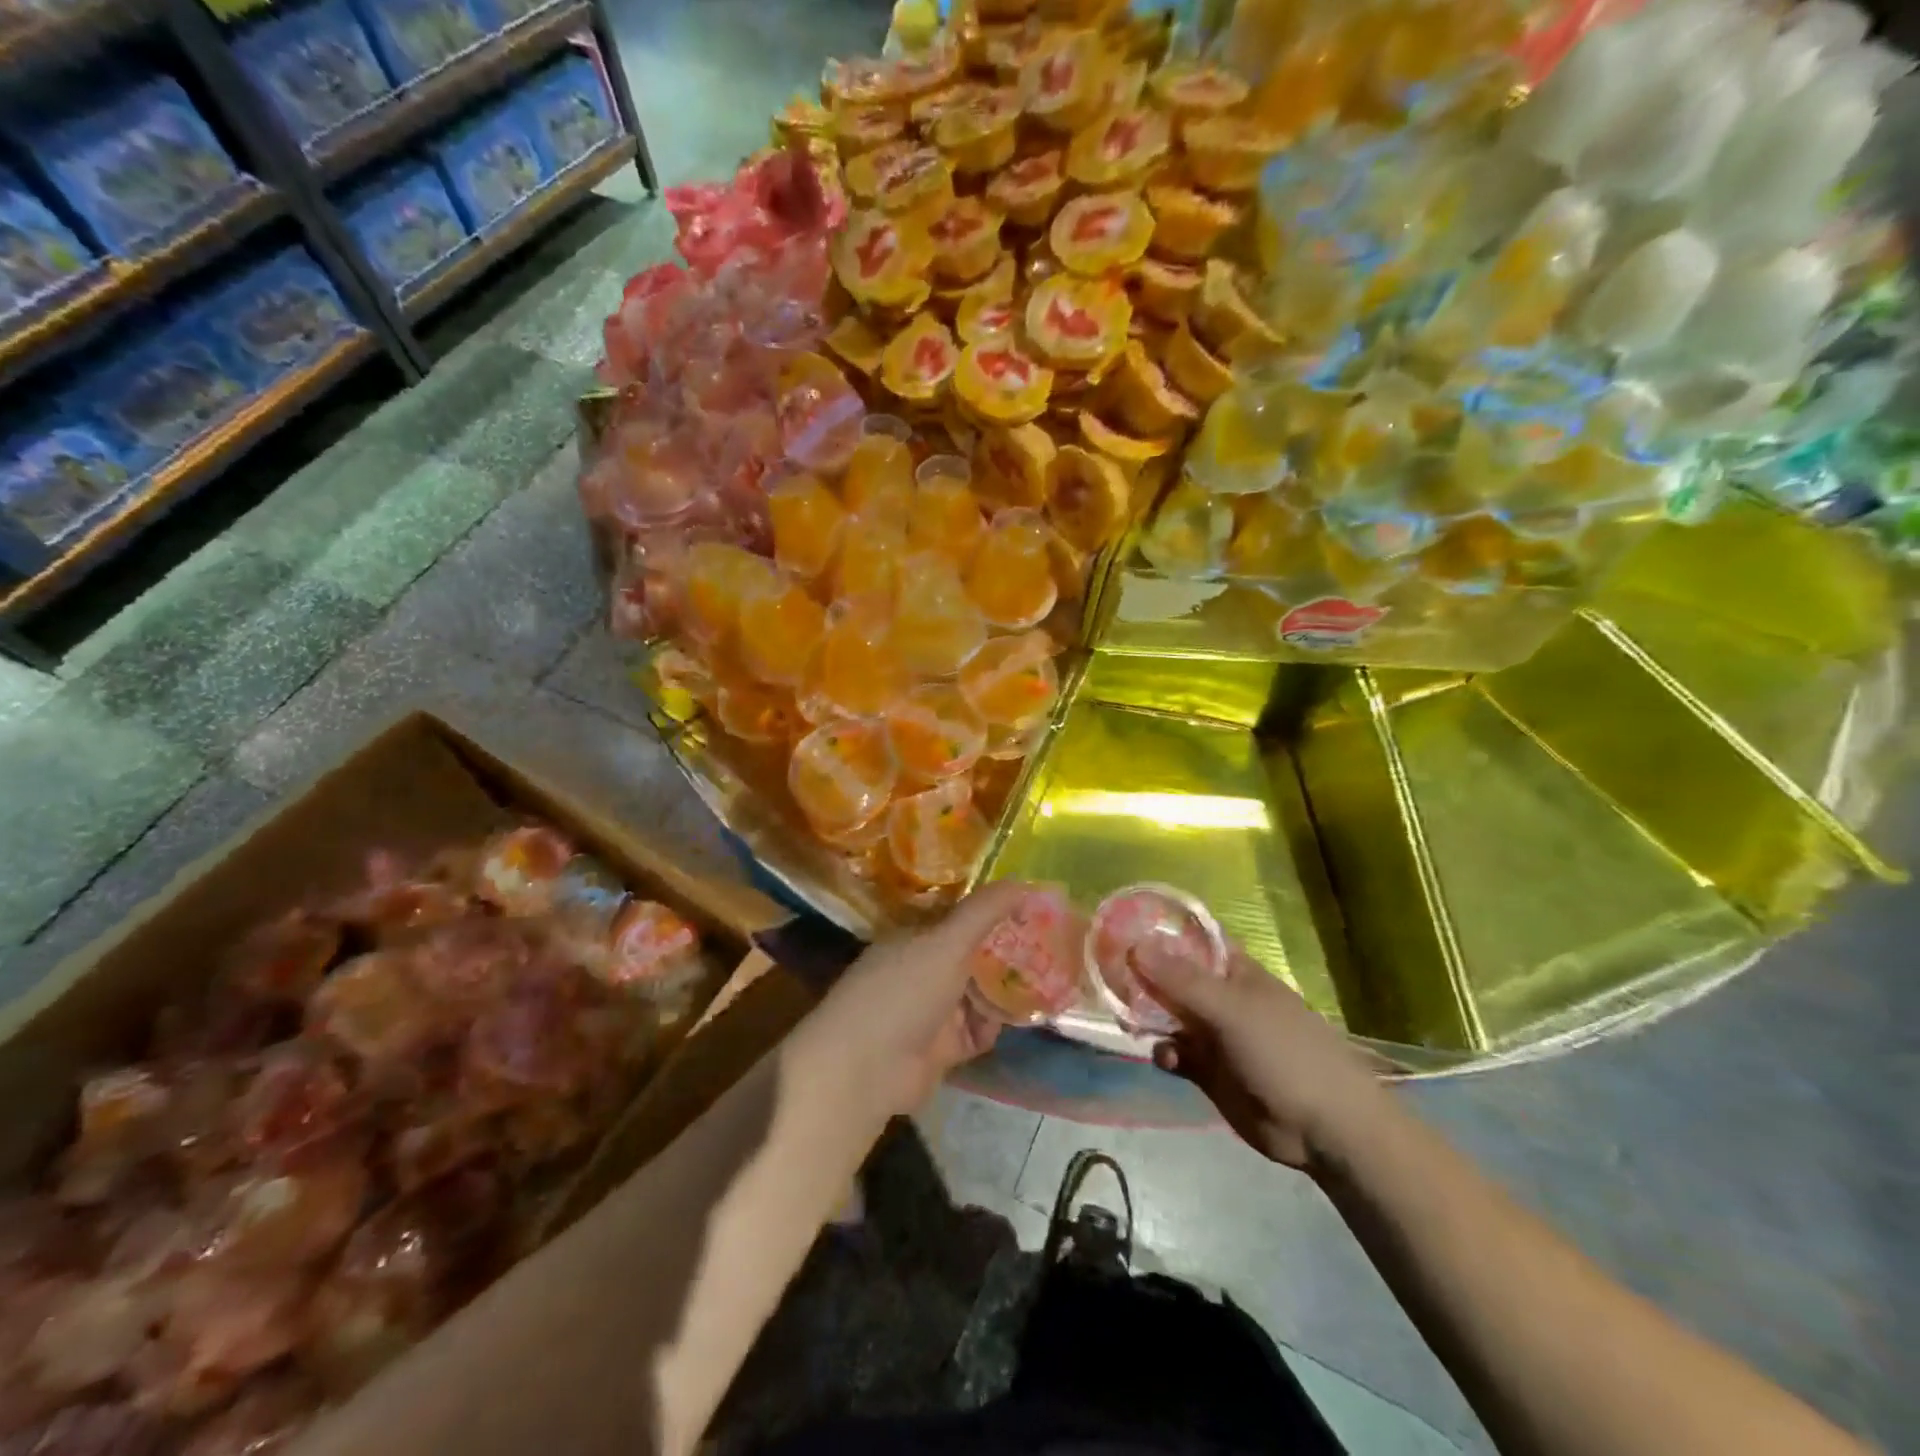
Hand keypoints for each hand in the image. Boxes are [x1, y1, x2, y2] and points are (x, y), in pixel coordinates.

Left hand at [814, 881, 1030, 1113]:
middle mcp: (923, 969)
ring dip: (1007, 990)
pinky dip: (994, 1025)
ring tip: (1051, 980)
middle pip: (974, 955)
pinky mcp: (942, 1048)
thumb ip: (984, 911)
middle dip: (1008, 952)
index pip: (960, 918)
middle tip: (1053, 945)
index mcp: (916, 938)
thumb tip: (1023, 881)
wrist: (866, 1069)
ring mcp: (932, 1010)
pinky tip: (1020, 1018)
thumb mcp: (947, 942)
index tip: (1033, 908)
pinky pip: (977, 1030)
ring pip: (979, 993)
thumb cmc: (904, 992)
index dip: (995, 912)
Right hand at [1140, 945, 1387, 1172]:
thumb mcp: (1230, 1009)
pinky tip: (1164, 1058)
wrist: (1324, 1128)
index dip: (1157, 930)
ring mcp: (1213, 1034)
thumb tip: (1134, 943)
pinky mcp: (1207, 1070)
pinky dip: (1164, 1052)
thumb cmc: (1284, 1051)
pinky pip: (1174, 1052)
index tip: (1118, 925)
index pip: (1190, 939)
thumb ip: (1181, 980)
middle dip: (1140, 974)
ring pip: (1167, 1015)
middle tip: (1102, 972)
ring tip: (1124, 1017)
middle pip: (1170, 977)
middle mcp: (1219, 996)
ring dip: (1146, 1015)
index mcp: (1232, 971)